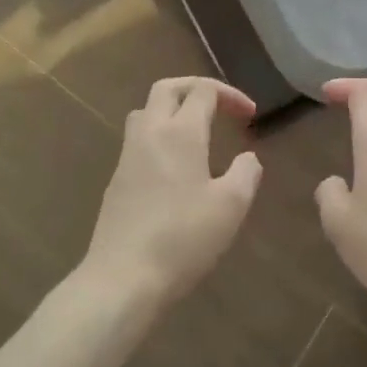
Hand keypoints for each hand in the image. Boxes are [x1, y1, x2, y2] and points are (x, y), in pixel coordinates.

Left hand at [83, 77, 261, 308]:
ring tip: (195, 131)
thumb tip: (248, 157)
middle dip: (195, 88)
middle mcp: (151, 133)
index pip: (203, 91)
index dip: (230, 95)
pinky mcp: (116, 180)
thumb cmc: (182, 238)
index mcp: (181, 132)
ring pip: (146, 111)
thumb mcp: (230, 207)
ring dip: (171, 109)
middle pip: (167, 88)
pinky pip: (138, 140)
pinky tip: (174, 167)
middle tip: (219, 106)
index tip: (249, 116)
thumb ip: (246, 174)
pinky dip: (158, 136)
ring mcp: (128, 155)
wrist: (122, 278)